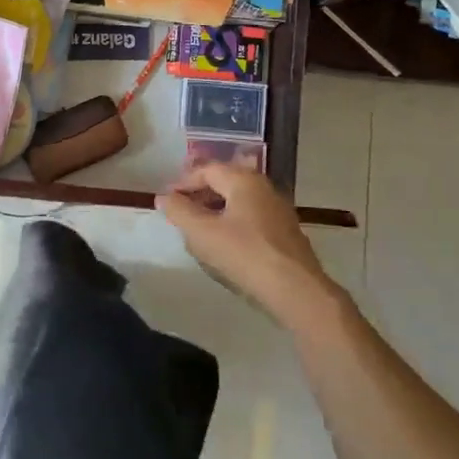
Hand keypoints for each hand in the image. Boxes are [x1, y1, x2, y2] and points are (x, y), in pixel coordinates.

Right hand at [158, 164, 344, 329]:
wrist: (294, 289)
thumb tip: (164, 197)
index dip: (182, 182)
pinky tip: (223, 246)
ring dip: (215, 210)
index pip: (207, 170)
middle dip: (199, 195)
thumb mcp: (201, 232)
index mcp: (244, 180)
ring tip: (197, 231)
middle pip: (225, 182)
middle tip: (179, 213)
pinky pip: (250, 219)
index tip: (166, 200)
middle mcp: (264, 188)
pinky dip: (231, 223)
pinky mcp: (285, 233)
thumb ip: (179, 211)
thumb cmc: (243, 254)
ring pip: (238, 202)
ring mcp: (278, 211)